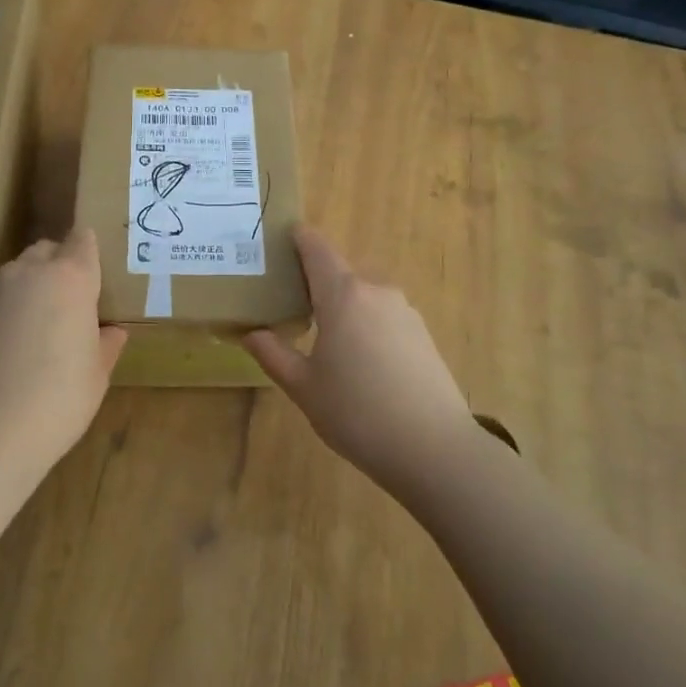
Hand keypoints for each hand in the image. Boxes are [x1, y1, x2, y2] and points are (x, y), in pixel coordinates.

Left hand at [0, 228, 127, 476]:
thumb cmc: (57, 400)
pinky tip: (13, 346)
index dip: (89, 251)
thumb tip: (112, 333)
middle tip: (73, 301)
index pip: (82, 240)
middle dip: (60, 265)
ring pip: (18, 273)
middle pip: (47, 250)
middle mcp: (29, 273)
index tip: (97, 272)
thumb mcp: (96, 376)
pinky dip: (8, 311)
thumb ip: (105, 345)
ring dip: (32, 287)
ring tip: (41, 326)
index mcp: (71, 278)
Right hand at [244, 228, 477, 494]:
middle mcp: (376, 291)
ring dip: (342, 304)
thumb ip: (273, 354)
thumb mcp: (304, 387)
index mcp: (343, 295)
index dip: (298, 238)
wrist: (434, 448)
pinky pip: (383, 313)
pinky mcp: (422, 333)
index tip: (280, 239)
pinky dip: (365, 322)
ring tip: (323, 336)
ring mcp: (404, 310)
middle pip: (340, 271)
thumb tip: (251, 332)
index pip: (317, 248)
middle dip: (315, 280)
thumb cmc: (357, 413)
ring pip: (363, 294)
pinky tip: (359, 359)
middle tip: (290, 303)